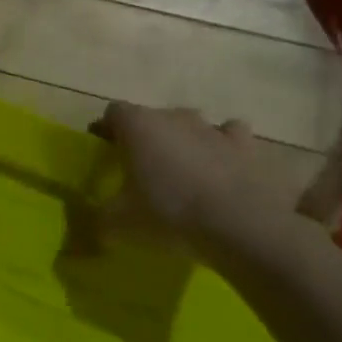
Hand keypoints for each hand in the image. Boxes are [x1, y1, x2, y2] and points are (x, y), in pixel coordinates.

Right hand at [94, 103, 308, 249]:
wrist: (242, 228)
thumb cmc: (170, 214)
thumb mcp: (121, 223)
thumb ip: (101, 219)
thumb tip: (93, 227)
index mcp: (137, 125)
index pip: (113, 113)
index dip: (107, 131)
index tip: (107, 154)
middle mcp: (173, 116)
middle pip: (153, 118)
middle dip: (148, 139)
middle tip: (147, 171)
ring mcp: (213, 128)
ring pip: (194, 125)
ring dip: (188, 141)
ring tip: (188, 172)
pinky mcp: (248, 146)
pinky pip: (233, 137)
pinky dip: (228, 150)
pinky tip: (227, 170)